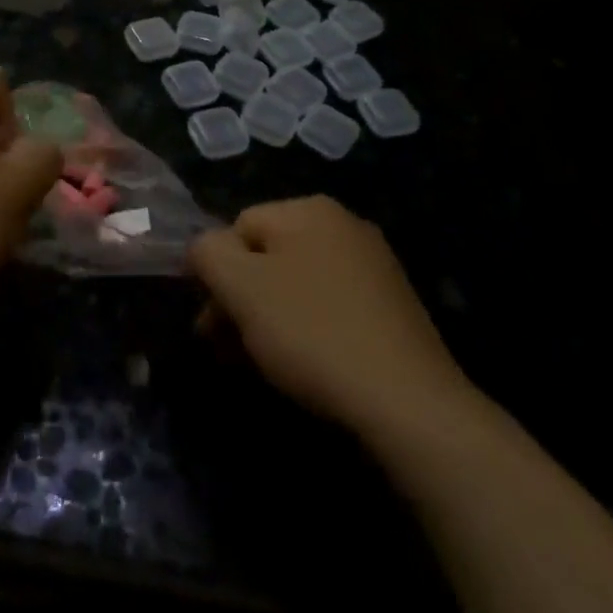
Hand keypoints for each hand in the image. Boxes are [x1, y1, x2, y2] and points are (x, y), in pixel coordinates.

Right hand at [188, 197, 475, 437]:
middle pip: (268, 255)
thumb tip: (204, 249)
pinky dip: (307, 331)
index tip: (210, 323)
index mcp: (310, 209)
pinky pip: (329, 308)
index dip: (216, 273)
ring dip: (269, 318)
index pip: (238, 227)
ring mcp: (374, 267)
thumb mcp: (240, 286)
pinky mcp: (392, 308)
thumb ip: (207, 252)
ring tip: (261, 362)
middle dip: (241, 299)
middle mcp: (345, 226)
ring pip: (297, 285)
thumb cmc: (312, 333)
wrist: (408, 404)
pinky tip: (305, 367)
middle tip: (226, 347)